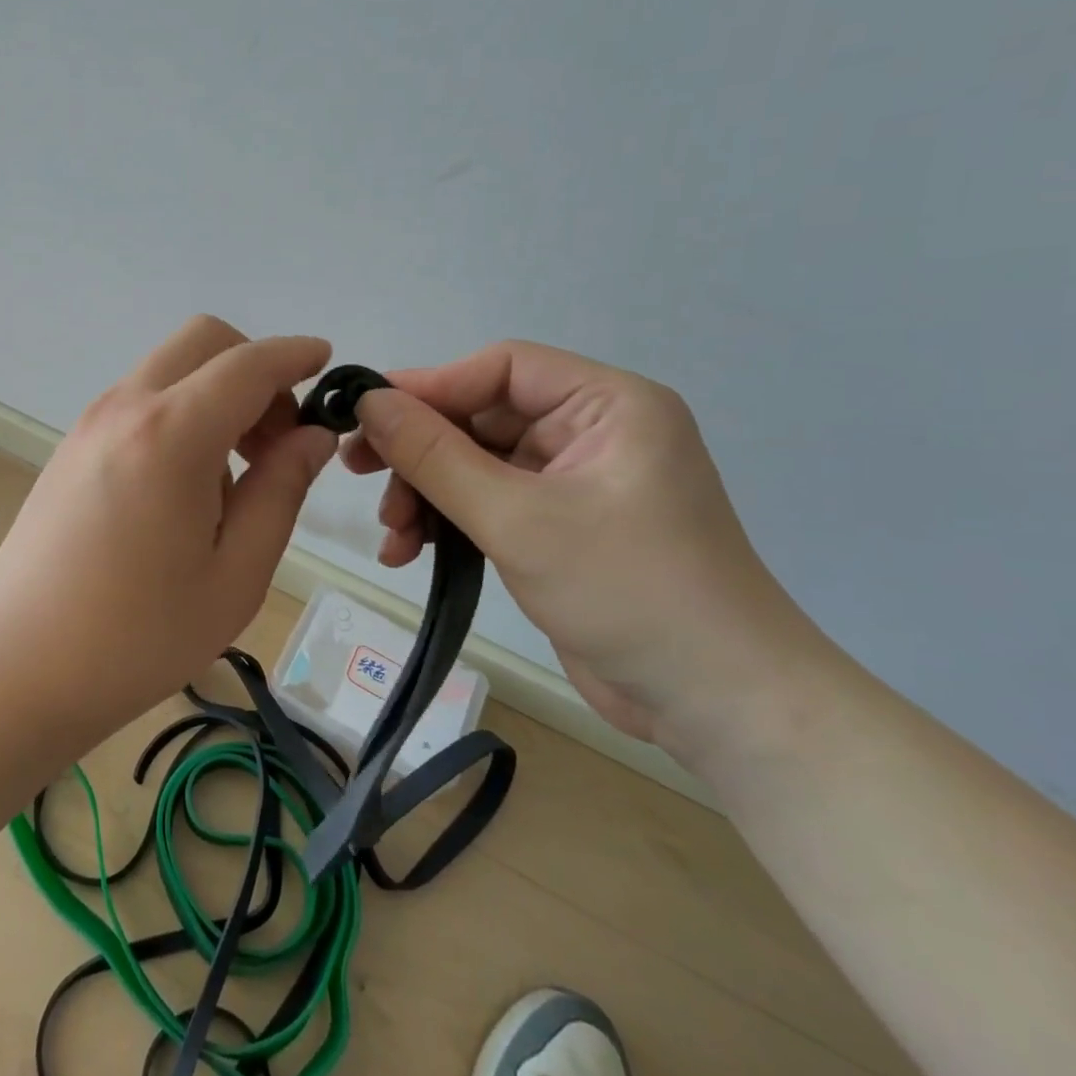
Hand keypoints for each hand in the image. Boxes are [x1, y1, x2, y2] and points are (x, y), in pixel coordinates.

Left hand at [0, 316, 336, 732]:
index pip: (248, 365)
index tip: (326, 360)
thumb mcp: (234, 575)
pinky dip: (181, 411)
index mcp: (172, 434)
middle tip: (276, 439)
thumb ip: (280, 491)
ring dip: (216, 392)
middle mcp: (126, 407)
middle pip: (203, 340)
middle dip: (253, 368)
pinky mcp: (74, 445)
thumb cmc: (137, 636)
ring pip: (170, 368)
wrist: (15, 666)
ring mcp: (91, 422)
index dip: (294, 354)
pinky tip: (185, 487)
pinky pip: (142, 399)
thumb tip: (313, 437)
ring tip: (233, 475)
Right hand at [342, 342, 824, 760]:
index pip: (501, 368)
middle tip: (358, 472)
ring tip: (392, 533)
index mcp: (607, 405)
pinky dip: (447, 523)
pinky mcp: (559, 527)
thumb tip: (369, 400)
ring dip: (426, 494)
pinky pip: (487, 504)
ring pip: (475, 464)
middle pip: (481, 418)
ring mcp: (574, 482)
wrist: (717, 707)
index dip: (430, 386)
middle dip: (420, 452)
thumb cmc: (628, 592)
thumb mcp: (517, 518)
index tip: (365, 413)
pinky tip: (409, 553)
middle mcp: (592, 432)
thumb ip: (436, 456)